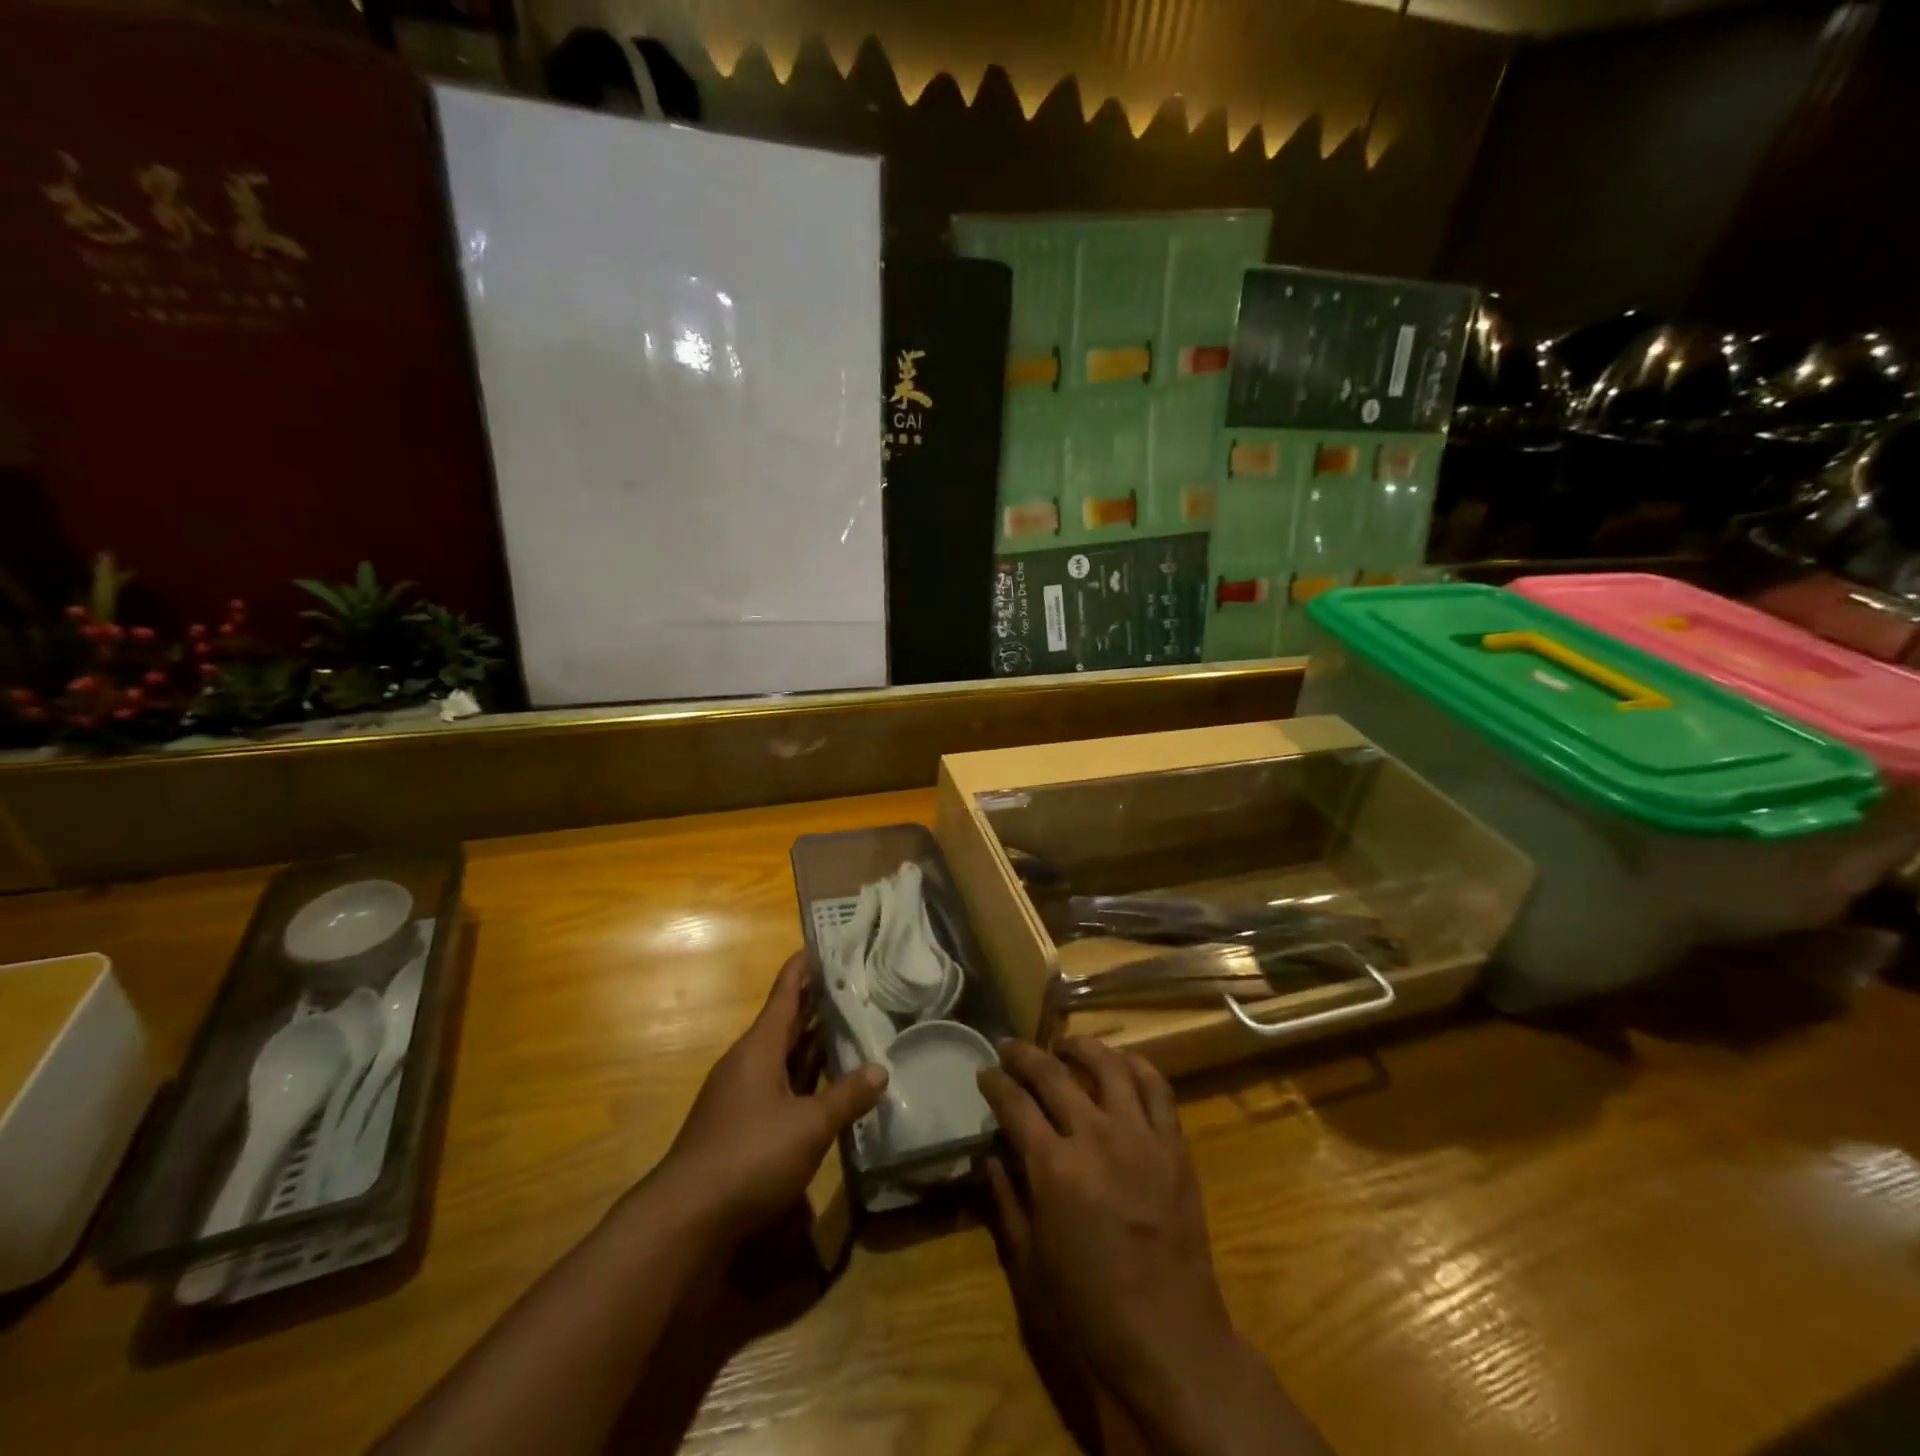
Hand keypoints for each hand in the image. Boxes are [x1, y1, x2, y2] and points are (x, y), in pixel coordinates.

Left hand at [656, 951, 886, 1243]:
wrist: (686, 1219)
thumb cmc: (750, 1156)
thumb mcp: (808, 1126)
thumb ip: (846, 1096)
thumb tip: (881, 1069)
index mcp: (759, 1048)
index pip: (784, 994)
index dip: (803, 968)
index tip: (823, 945)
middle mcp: (747, 1063)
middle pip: (785, 1023)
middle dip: (815, 1005)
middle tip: (853, 985)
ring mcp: (740, 1095)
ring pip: (783, 1057)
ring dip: (812, 1044)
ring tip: (849, 1028)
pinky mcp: (740, 1126)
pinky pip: (779, 1087)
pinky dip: (804, 1079)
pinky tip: (827, 1088)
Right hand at [980, 1039, 1327, 1455]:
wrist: (1170, 1341)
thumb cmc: (1089, 1311)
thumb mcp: (1029, 1263)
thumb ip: (1005, 1200)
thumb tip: (988, 1156)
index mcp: (1053, 1168)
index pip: (1015, 1103)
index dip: (995, 1082)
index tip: (984, 1071)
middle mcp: (1095, 1138)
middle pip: (1053, 1074)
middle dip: (1025, 1054)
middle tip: (1010, 1046)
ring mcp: (1140, 1137)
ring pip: (1109, 1066)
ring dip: (1081, 1047)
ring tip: (1065, 1045)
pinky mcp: (1174, 1146)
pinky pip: (1158, 1089)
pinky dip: (1136, 1066)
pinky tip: (1121, 1063)